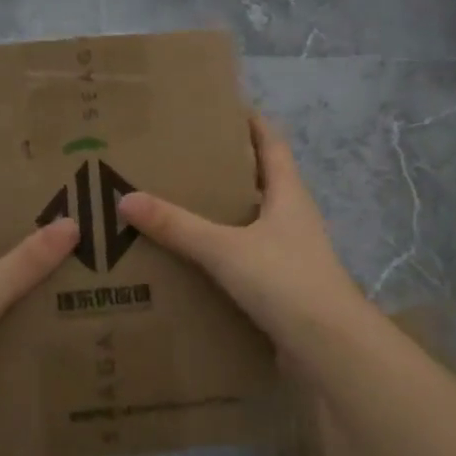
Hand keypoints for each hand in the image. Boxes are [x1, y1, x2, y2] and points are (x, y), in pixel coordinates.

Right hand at [117, 114, 364, 351]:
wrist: (329, 348)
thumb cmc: (285, 281)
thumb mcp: (225, 249)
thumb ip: (178, 226)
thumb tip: (127, 198)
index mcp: (288, 195)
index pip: (272, 145)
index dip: (253, 124)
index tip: (225, 108)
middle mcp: (294, 218)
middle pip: (263, 181)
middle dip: (230, 168)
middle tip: (187, 159)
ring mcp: (293, 253)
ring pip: (255, 221)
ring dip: (227, 212)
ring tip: (184, 206)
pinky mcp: (286, 286)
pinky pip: (250, 257)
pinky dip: (227, 252)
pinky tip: (198, 260)